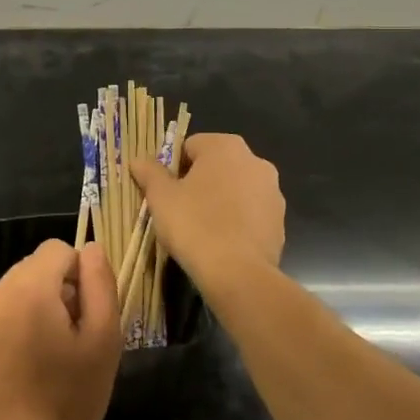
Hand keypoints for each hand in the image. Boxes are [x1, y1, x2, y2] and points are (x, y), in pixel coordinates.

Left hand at [0, 240, 120, 419]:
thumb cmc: (70, 398)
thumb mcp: (104, 340)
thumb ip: (100, 283)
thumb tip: (93, 248)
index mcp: (28, 287)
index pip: (57, 250)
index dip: (80, 275)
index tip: (85, 315)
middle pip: (33, 269)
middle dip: (56, 292)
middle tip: (71, 340)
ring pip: (14, 292)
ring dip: (33, 310)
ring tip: (47, 357)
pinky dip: (12, 329)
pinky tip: (23, 369)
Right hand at [129, 132, 284, 283]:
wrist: (238, 274)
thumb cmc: (194, 225)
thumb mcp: (160, 197)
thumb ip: (149, 173)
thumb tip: (138, 160)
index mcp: (225, 146)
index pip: (190, 146)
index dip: (172, 167)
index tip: (163, 191)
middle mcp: (255, 161)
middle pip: (215, 165)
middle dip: (197, 182)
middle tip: (178, 208)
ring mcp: (272, 191)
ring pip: (235, 188)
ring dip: (218, 200)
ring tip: (200, 228)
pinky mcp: (280, 220)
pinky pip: (250, 212)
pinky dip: (236, 220)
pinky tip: (221, 241)